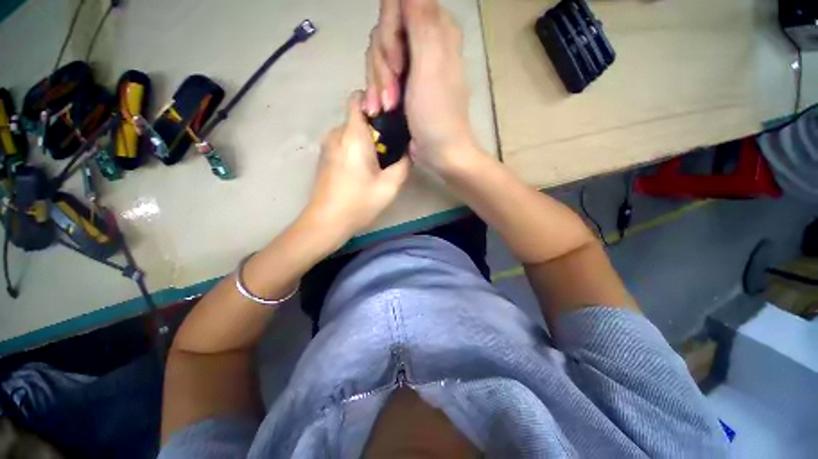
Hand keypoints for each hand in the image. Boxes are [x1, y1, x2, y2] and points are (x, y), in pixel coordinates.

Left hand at [302, 92, 410, 242]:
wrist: (326, 221)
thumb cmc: (359, 202)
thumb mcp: (390, 186)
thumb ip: (404, 164)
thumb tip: (408, 151)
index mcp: (352, 135)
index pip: (357, 98)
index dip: (374, 102)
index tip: (389, 119)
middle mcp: (336, 134)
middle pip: (357, 117)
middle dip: (375, 128)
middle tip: (389, 150)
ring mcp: (327, 146)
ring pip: (350, 132)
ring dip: (365, 141)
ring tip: (377, 162)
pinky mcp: (324, 158)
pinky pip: (343, 144)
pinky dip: (355, 149)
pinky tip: (363, 170)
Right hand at [364, 0, 477, 173]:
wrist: (440, 152)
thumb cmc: (437, 115)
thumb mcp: (431, 65)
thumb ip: (421, 20)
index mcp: (436, 29)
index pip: (398, 5)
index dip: (390, 32)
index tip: (397, 64)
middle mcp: (423, 41)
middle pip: (385, 32)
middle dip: (383, 66)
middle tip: (392, 96)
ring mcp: (412, 64)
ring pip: (378, 56)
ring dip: (378, 84)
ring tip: (387, 108)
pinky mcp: (402, 84)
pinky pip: (379, 76)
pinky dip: (375, 93)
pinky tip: (377, 110)